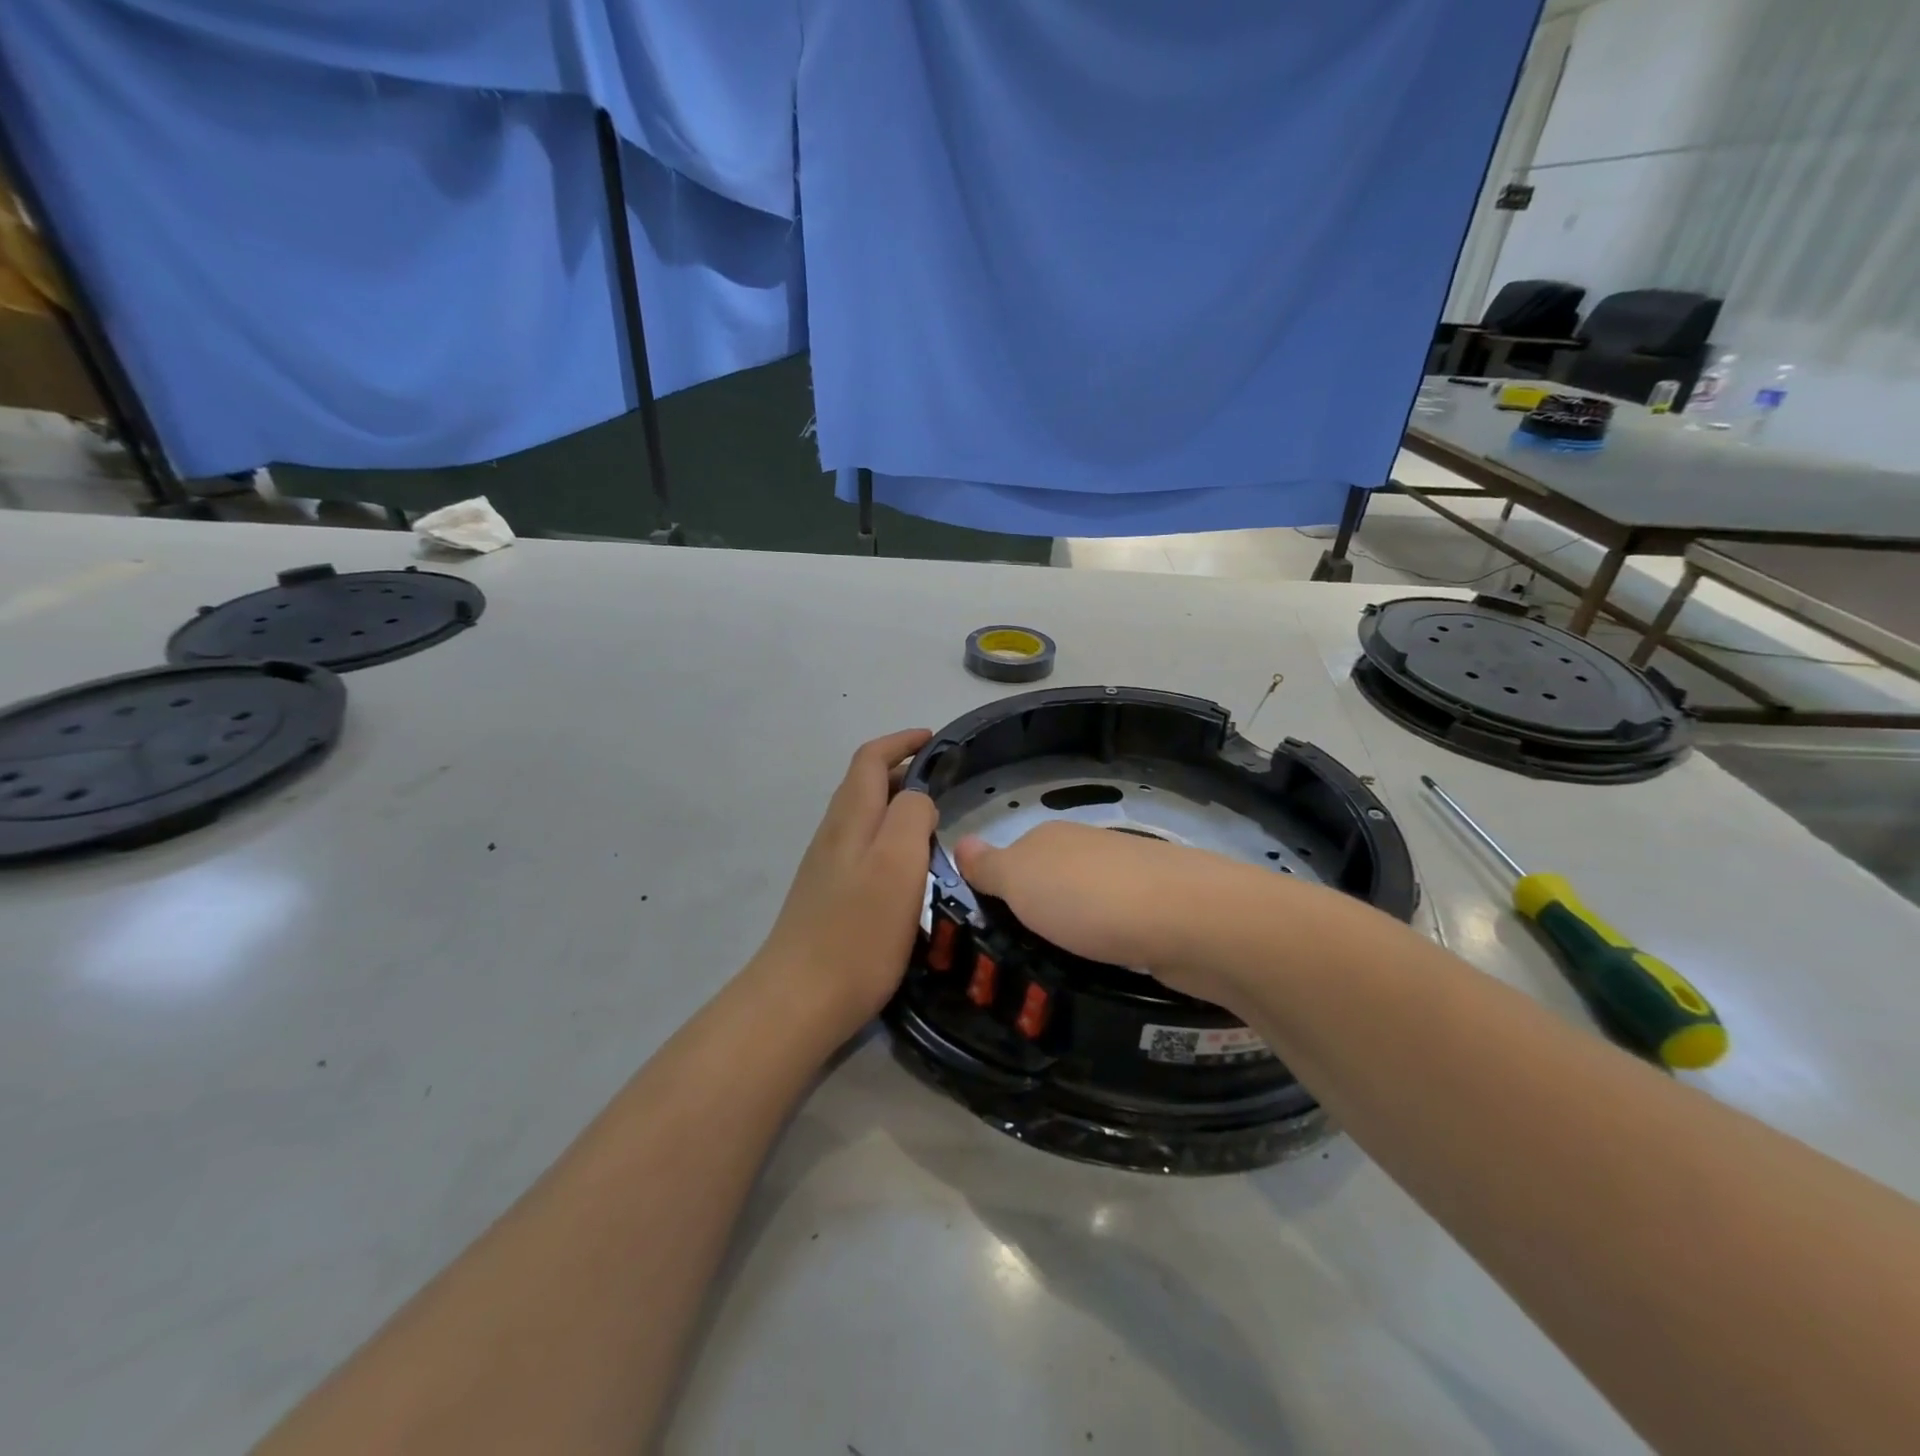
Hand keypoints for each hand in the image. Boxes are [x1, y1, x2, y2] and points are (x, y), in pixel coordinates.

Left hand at [753, 729, 939, 1031]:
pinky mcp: (827, 896)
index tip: (934, 739)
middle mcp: (834, 834)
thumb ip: (911, 817)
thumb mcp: (897, 864)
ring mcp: (826, 866)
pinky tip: (905, 867)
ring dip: (894, 805)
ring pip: (862, 817)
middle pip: (863, 785)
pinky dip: (887, 838)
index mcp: (851, 819)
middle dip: (900, 770)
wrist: (800, 999)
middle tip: (942, 780)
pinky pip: (861, 848)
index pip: (870, 759)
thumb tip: (918, 799)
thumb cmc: (857, 930)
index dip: (901, 742)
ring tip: (931, 821)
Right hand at [954, 821, 1279, 1007]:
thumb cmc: (1090, 898)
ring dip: (1071, 932)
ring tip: (1053, 973)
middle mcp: (1088, 849)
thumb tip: (960, 840)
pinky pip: (1117, 928)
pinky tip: (1102, 969)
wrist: (1190, 920)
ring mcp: (1127, 878)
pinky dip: (1106, 946)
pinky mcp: (1158, 911)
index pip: (1008, 860)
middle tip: (1013, 963)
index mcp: (1050, 837)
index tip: (983, 934)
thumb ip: (989, 866)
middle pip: (1048, 882)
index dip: (994, 892)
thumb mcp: (1021, 880)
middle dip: (1033, 915)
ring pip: (1084, 906)